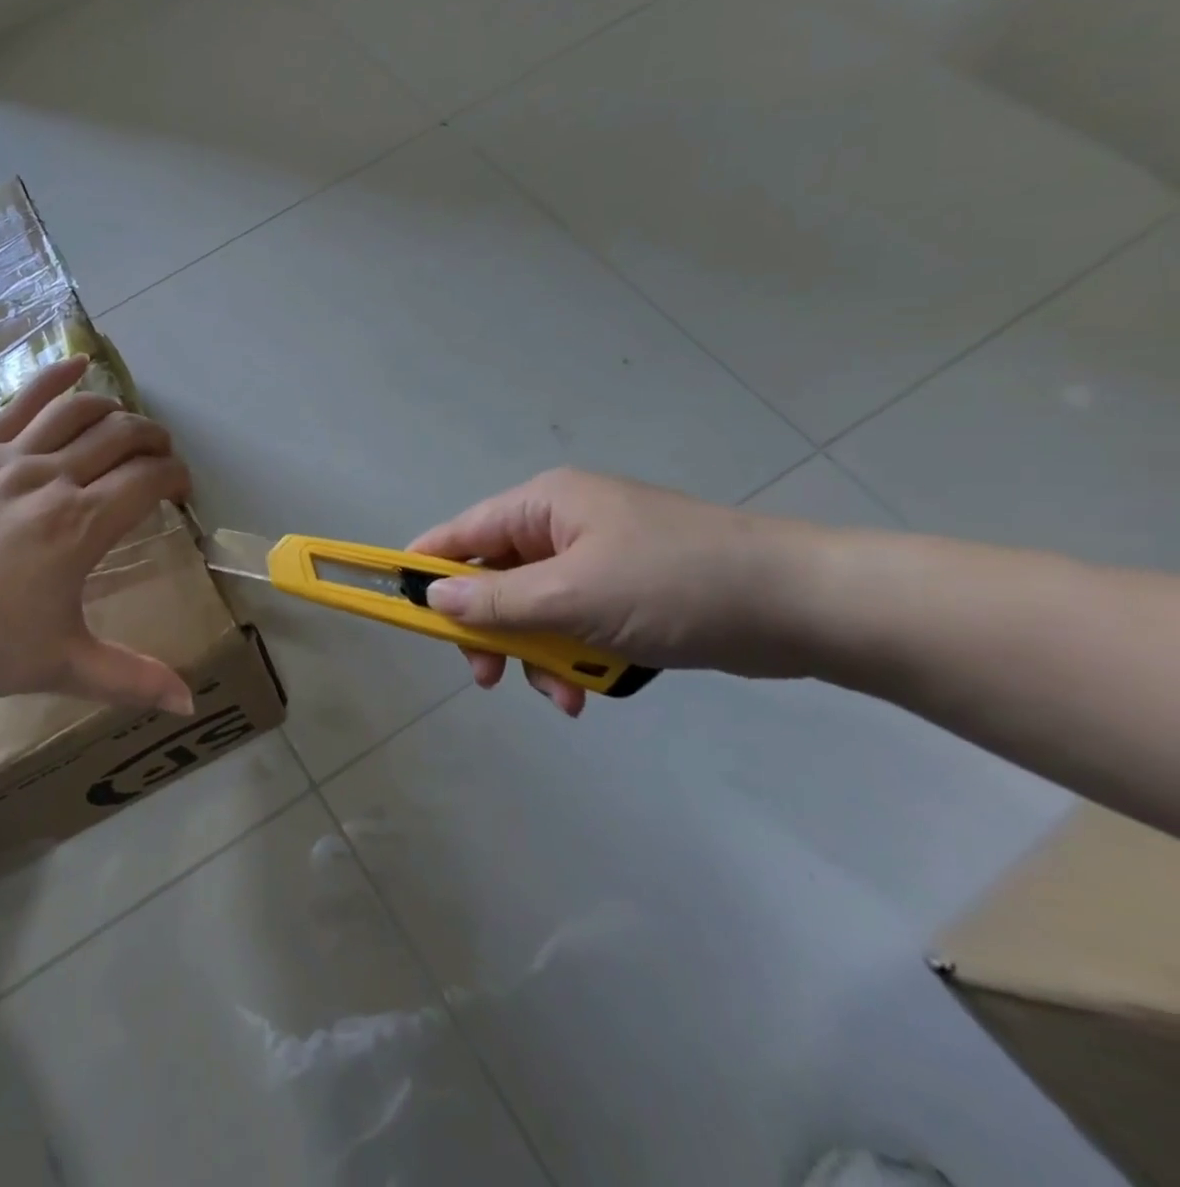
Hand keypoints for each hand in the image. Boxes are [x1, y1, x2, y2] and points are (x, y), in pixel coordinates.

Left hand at [0, 355, 195, 713]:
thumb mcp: (61, 665)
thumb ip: (131, 679)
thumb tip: (190, 703)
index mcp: (80, 526)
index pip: (147, 480)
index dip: (174, 478)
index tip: (181, 492)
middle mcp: (52, 479)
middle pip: (120, 437)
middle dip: (153, 441)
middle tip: (161, 459)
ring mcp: (9, 458)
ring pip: (78, 412)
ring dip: (115, 410)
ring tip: (128, 425)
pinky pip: (21, 403)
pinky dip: (55, 379)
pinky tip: (77, 363)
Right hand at [410, 469, 820, 715]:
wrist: (801, 605)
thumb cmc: (675, 585)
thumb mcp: (573, 596)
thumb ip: (496, 603)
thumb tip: (432, 600)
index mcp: (544, 505)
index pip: (461, 533)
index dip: (425, 569)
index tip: (397, 608)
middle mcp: (562, 526)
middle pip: (494, 579)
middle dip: (491, 631)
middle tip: (488, 678)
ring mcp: (595, 559)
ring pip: (533, 610)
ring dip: (536, 654)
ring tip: (562, 694)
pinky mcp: (625, 592)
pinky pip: (572, 624)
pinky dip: (572, 657)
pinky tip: (587, 693)